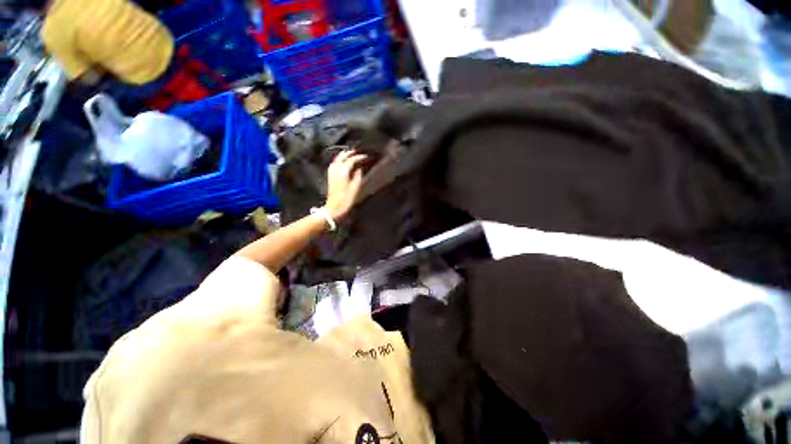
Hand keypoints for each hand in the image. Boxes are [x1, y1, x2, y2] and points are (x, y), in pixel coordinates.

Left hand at [324, 150, 366, 220]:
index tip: (366, 156)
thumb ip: (358, 175)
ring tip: (351, 154)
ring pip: (337, 158)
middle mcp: (336, 168)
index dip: (360, 157)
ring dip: (344, 155)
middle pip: (343, 156)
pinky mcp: (330, 176)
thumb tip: (359, 168)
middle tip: (358, 152)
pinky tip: (342, 162)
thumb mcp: (355, 187)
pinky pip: (334, 163)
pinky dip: (339, 160)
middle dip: (350, 153)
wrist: (334, 208)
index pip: (352, 159)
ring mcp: (331, 171)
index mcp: (343, 170)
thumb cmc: (346, 199)